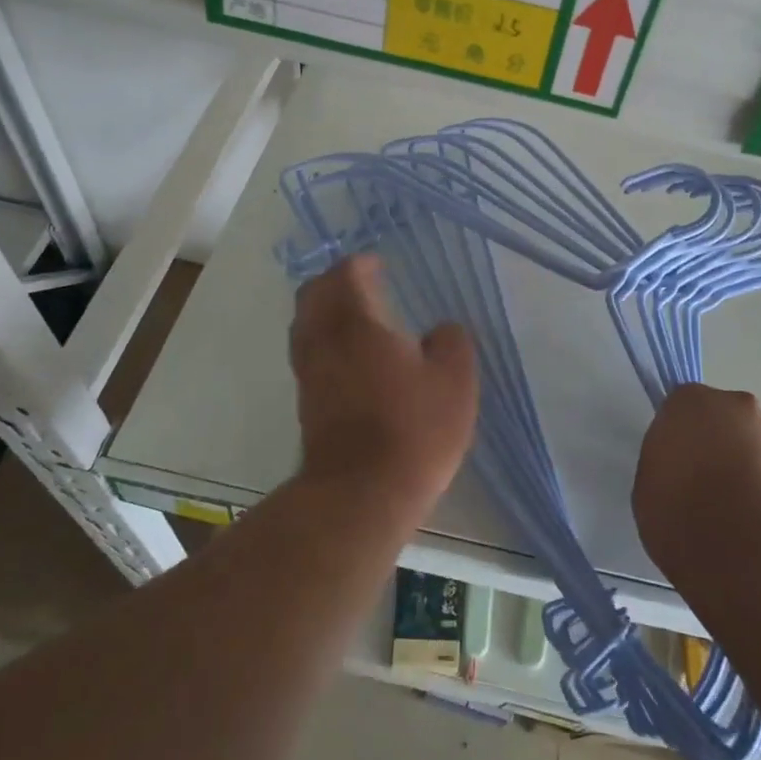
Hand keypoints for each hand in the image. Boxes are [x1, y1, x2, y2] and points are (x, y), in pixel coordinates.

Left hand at [289, 255, 477, 516]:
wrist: (361, 495)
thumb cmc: (412, 429)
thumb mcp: (454, 380)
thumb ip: (451, 342)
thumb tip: (440, 331)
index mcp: (355, 323)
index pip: (345, 275)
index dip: (361, 265)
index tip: (379, 265)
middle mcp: (323, 340)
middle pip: (313, 295)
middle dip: (335, 283)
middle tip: (363, 284)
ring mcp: (308, 373)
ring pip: (306, 326)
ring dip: (326, 312)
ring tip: (357, 318)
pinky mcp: (306, 403)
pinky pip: (309, 354)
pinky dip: (325, 341)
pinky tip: (353, 357)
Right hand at [633, 384, 760, 579]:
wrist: (743, 551)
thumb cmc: (678, 510)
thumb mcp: (647, 482)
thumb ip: (664, 460)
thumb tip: (679, 466)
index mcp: (690, 401)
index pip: (679, 408)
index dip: (676, 436)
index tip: (672, 464)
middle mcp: (735, 405)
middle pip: (720, 417)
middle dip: (713, 442)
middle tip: (701, 483)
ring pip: (750, 442)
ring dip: (742, 463)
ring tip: (730, 509)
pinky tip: (751, 521)